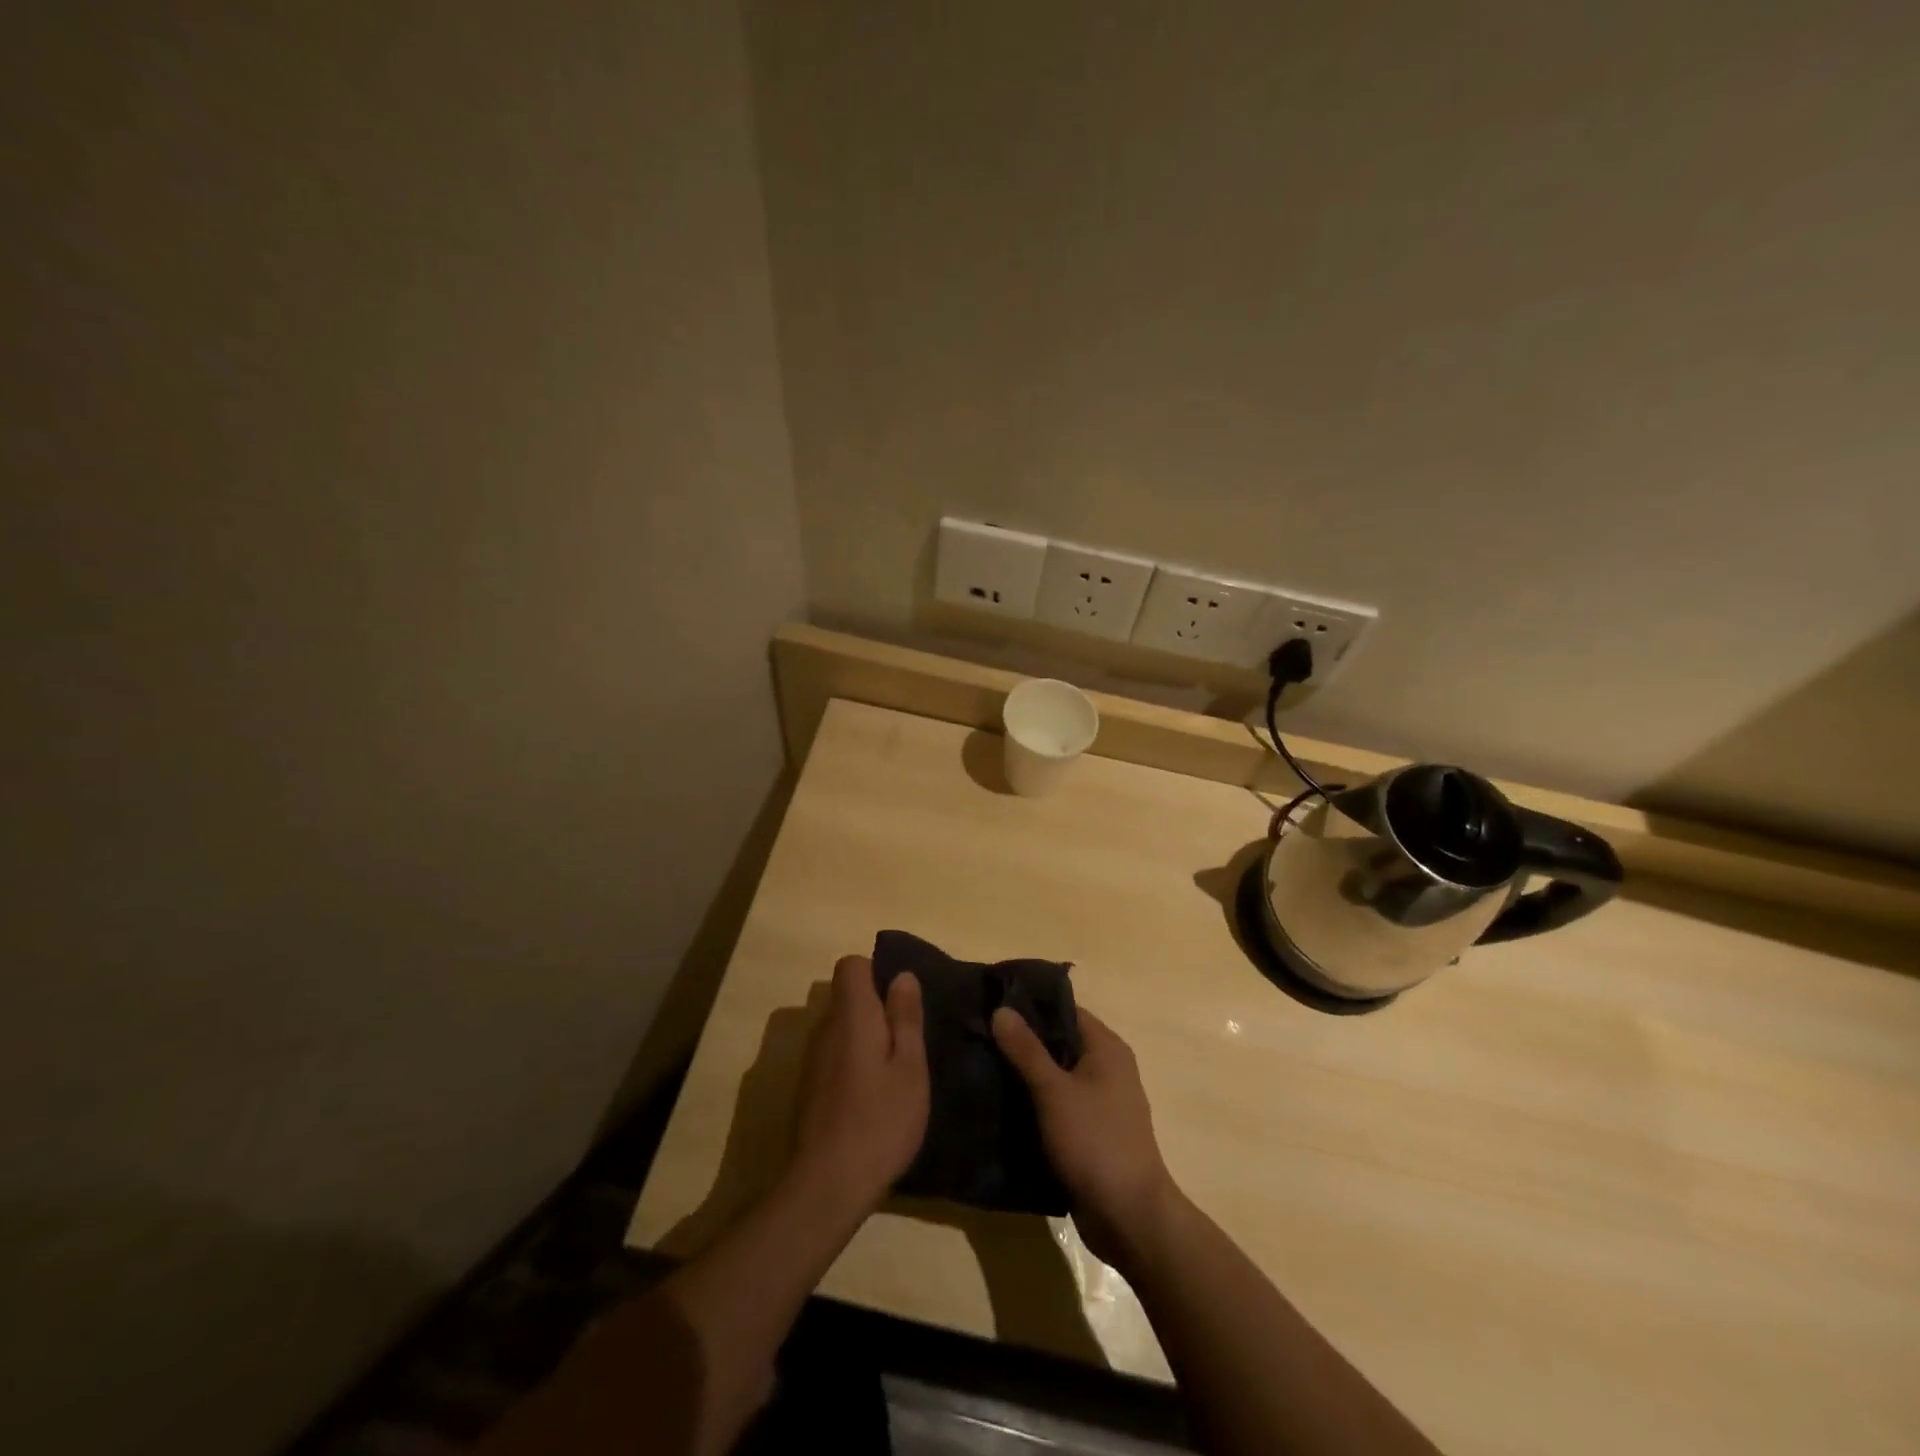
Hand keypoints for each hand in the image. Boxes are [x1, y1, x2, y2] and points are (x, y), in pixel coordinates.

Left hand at [790, 955, 928, 1217]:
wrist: (827, 1185)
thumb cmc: (880, 1121)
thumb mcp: (909, 1067)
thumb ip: (905, 1018)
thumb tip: (902, 975)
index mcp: (852, 1016)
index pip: (851, 966)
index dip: (876, 972)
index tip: (900, 1000)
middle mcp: (825, 1029)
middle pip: (846, 997)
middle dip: (875, 1008)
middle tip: (907, 1040)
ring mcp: (812, 1060)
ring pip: (840, 1028)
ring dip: (865, 1038)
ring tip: (895, 1071)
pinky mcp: (808, 1088)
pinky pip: (834, 1055)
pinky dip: (853, 1063)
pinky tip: (872, 1097)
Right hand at [992, 1004, 1176, 1267]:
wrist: (1130, 1218)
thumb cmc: (1095, 1142)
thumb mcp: (1054, 1092)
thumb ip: (1026, 1050)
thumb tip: (1001, 1009)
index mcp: (1106, 1048)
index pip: (1064, 1010)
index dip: (1029, 1006)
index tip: (992, 1005)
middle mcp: (1107, 1068)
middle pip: (1058, 1042)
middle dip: (1022, 1041)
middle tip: (979, 1036)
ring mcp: (1100, 1102)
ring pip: (1056, 1076)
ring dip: (1025, 1074)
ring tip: (982, 1066)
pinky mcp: (1091, 1132)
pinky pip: (1057, 1105)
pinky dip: (1034, 1102)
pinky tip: (1001, 1105)